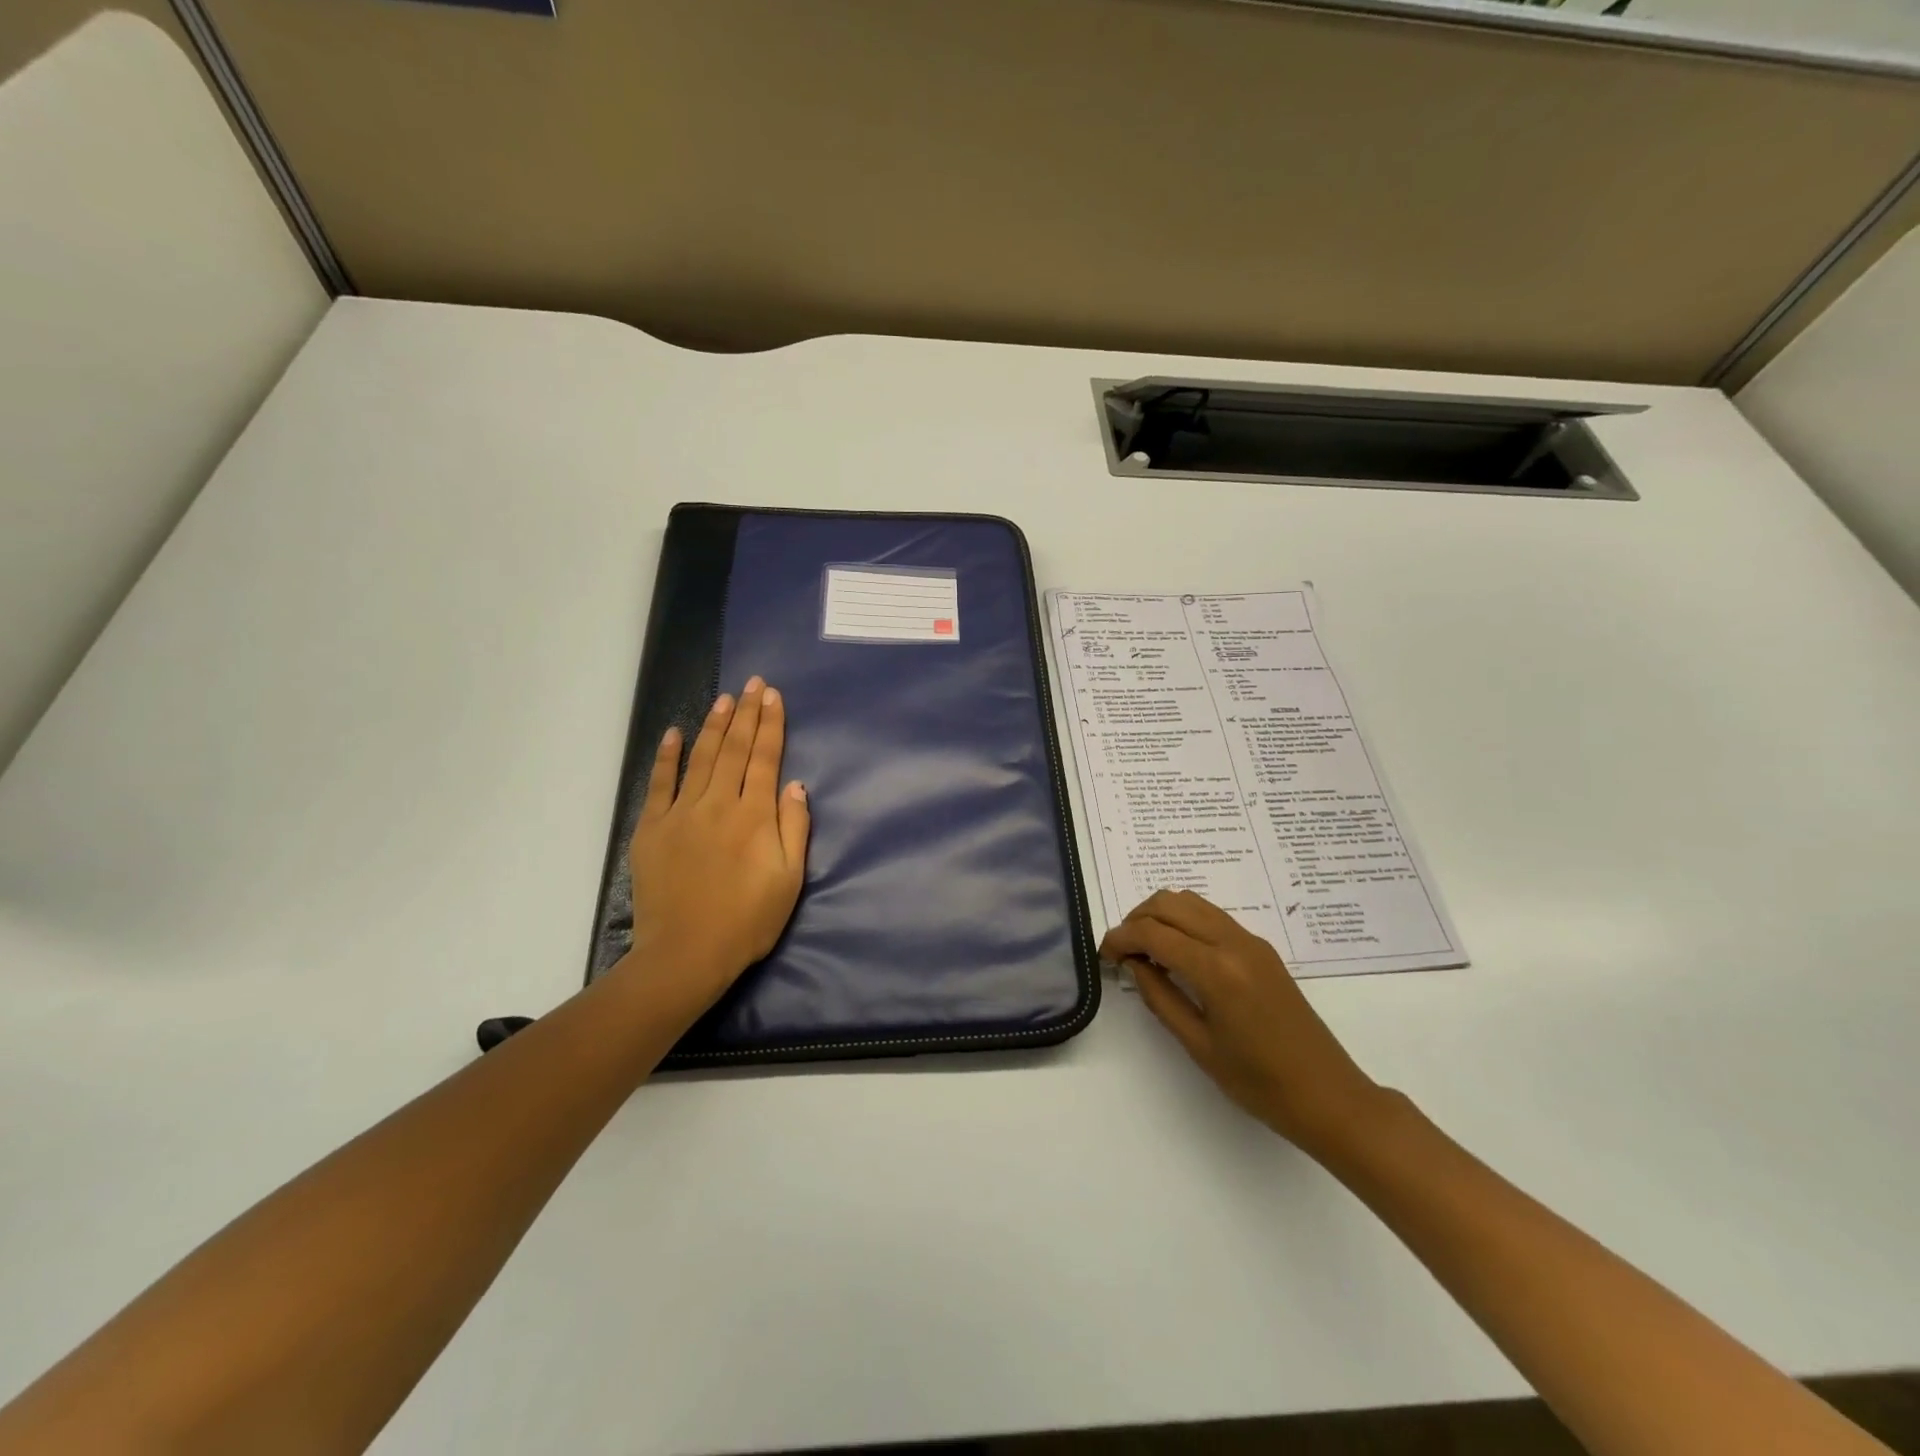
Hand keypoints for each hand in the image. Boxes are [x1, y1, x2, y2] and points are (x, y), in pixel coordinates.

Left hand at [623, 677, 810, 1012]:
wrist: (686, 954)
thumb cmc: (747, 921)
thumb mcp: (789, 880)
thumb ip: (795, 829)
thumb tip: (795, 785)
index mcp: (754, 816)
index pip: (766, 758)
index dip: (771, 725)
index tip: (773, 696)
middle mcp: (719, 804)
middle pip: (736, 750)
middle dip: (747, 713)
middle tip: (753, 683)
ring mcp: (681, 813)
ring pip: (701, 758)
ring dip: (715, 725)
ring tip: (725, 698)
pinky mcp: (652, 829)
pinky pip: (660, 783)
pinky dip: (667, 756)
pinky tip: (674, 733)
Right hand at [1101, 890, 1383, 1150]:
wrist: (1328, 1095)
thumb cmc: (1258, 1083)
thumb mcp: (1198, 1045)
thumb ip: (1159, 997)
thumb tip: (1134, 964)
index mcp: (1216, 969)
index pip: (1153, 932)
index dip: (1120, 938)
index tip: (1104, 956)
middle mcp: (1233, 942)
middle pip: (1170, 903)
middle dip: (1136, 919)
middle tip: (1123, 952)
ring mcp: (1251, 941)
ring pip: (1191, 902)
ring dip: (1160, 916)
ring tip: (1146, 951)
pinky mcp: (1261, 948)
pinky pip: (1211, 916)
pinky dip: (1184, 922)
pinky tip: (1177, 954)